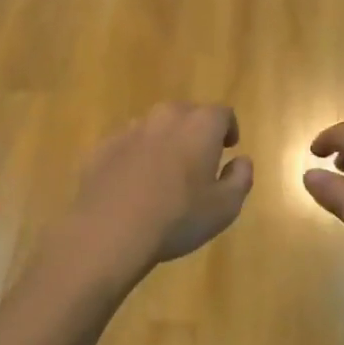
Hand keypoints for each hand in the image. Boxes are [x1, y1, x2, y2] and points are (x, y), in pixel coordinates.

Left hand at [61, 103, 252, 278]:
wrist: (109, 231)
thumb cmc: (178, 218)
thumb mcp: (225, 207)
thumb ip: (240, 178)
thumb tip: (241, 161)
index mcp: (200, 126)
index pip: (222, 114)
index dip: (228, 129)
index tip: (229, 147)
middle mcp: (165, 118)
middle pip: (186, 114)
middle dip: (196, 131)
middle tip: (199, 159)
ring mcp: (129, 130)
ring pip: (154, 127)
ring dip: (164, 142)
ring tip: (164, 173)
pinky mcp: (102, 147)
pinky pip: (127, 145)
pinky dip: (135, 157)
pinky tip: (133, 185)